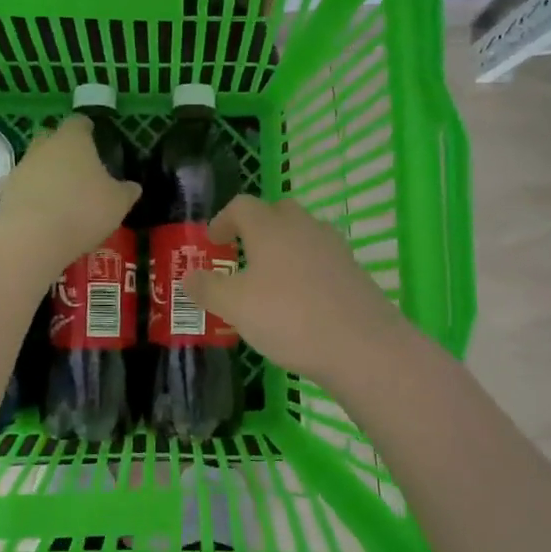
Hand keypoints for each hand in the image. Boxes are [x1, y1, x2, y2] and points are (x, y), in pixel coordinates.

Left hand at [0, 115, 140, 271]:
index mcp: (73, 139)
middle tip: (81, 170)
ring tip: (65, 198)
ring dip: (49, 175)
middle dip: (65, 150)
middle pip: (53, 139)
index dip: (88, 129)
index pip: (79, 122)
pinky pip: (27, 187)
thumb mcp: (118, 203)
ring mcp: (22, 168)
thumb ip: (126, 191)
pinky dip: (36, 196)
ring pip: (38, 163)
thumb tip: (132, 186)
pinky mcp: (7, 192)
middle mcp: (44, 146)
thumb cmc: (83, 210)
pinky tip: (48, 216)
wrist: (31, 238)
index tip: (96, 140)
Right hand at [181, 195, 412, 388]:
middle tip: (242, 256)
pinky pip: (322, 259)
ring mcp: (334, 248)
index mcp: (270, 227)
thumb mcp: (235, 306)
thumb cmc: (288, 317)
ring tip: (270, 282)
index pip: (242, 206)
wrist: (362, 345)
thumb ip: (207, 288)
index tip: (212, 242)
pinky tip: (300, 302)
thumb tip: (188, 276)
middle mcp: (303, 227)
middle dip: (257, 228)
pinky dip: (306, 270)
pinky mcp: (354, 271)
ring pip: (302, 235)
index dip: (222, 220)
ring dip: (283, 249)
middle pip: (277, 212)